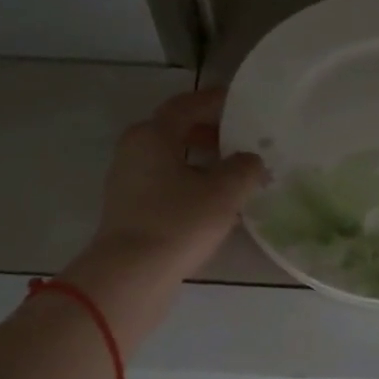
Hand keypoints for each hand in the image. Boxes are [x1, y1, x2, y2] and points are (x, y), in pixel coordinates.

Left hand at [59, 89, 265, 345]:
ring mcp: (128, 182)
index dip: (214, 102)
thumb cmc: (178, 223)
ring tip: (233, 174)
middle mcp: (134, 151)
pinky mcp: (129, 210)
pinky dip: (189, 183)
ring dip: (201, 161)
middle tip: (240, 140)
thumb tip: (251, 161)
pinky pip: (164, 184)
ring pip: (170, 160)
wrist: (131, 276)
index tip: (239, 103)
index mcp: (152, 135)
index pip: (186, 105)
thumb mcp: (225, 192)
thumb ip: (245, 168)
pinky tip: (213, 203)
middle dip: (209, 133)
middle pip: (175, 131)